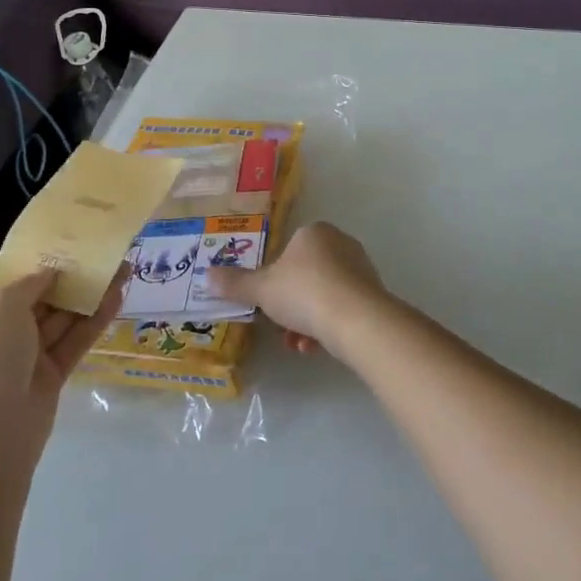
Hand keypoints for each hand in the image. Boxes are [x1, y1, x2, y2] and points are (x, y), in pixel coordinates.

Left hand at [0, 269, 121, 465]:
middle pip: (40, 300)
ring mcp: (24, 359)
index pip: (9, 285)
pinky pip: (74, 342)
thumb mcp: (0, 306)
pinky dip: (94, 321)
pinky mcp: (49, 378)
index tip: (70, 246)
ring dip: (89, 296)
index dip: (39, 265)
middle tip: (104, 256)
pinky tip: (118, 298)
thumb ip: (30, 283)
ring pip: (61, 320)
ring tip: (123, 269)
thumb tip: (50, 274)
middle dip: (70, 279)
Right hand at [208, 222, 392, 352]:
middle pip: (306, 276)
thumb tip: (207, 275)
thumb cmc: (304, 292)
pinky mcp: (373, 294)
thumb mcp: (262, 289)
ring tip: (297, 344)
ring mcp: (360, 268)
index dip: (275, 277)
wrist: (356, 318)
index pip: (289, 250)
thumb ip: (236, 283)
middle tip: (279, 326)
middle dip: (290, 305)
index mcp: (314, 232)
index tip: (268, 301)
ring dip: (306, 321)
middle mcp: (341, 243)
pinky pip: (342, 309)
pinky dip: (326, 327)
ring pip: (323, 295)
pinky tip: (314, 347)